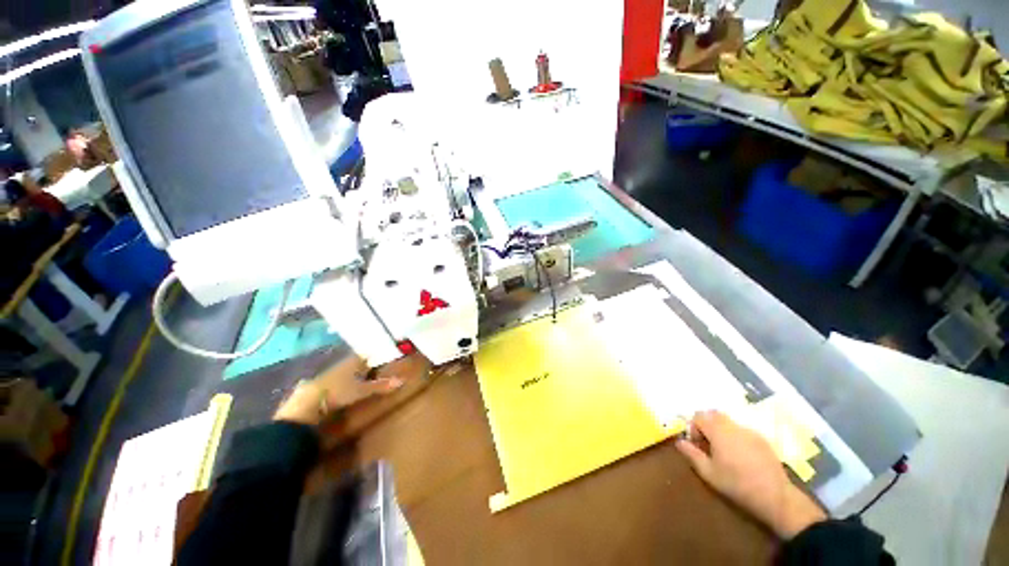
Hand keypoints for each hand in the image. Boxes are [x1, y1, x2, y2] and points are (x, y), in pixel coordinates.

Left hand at [274, 353, 428, 424]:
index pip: (365, 354)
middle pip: (354, 362)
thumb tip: (402, 380)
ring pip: (342, 371)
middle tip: (374, 366)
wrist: (306, 404)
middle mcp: (340, 365)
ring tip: (359, 378)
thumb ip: (381, 386)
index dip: (373, 354)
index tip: (383, 354)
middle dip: (363, 364)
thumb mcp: (362, 390)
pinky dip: (338, 384)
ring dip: (350, 374)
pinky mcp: (316, 387)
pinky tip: (340, 389)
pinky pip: (332, 382)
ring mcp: (327, 375)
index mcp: (351, 362)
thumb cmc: (338, 392)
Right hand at [675, 410, 825, 538]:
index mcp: (718, 431)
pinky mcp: (761, 439)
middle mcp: (733, 426)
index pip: (698, 416)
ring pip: (728, 422)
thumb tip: (679, 442)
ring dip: (721, 430)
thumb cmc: (736, 484)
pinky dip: (735, 437)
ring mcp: (749, 431)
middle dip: (707, 425)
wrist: (774, 496)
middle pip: (713, 414)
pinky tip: (741, 456)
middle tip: (708, 444)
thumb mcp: (709, 473)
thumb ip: (692, 454)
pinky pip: (742, 430)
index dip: (693, 428)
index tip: (697, 445)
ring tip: (724, 451)